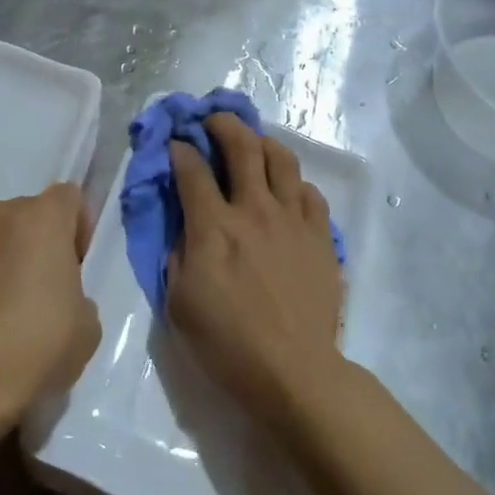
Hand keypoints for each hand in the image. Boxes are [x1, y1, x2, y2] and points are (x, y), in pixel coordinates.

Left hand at [0, 183, 100, 421]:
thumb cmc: (41, 341)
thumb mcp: (87, 322)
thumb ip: (77, 293)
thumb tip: (57, 297)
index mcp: (42, 217)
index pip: (69, 197)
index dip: (78, 227)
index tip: (77, 265)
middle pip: (29, 216)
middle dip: (39, 242)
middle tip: (46, 289)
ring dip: (5, 259)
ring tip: (9, 309)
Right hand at [167, 114, 345, 426]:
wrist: (294, 373)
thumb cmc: (227, 344)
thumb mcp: (179, 304)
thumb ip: (178, 256)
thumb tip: (185, 227)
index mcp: (214, 227)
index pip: (192, 170)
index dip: (180, 150)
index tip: (175, 145)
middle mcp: (254, 210)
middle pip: (242, 146)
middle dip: (223, 124)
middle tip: (212, 121)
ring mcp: (292, 220)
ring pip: (282, 159)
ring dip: (262, 143)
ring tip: (253, 145)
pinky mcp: (320, 236)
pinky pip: (310, 193)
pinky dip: (294, 184)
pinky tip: (286, 192)